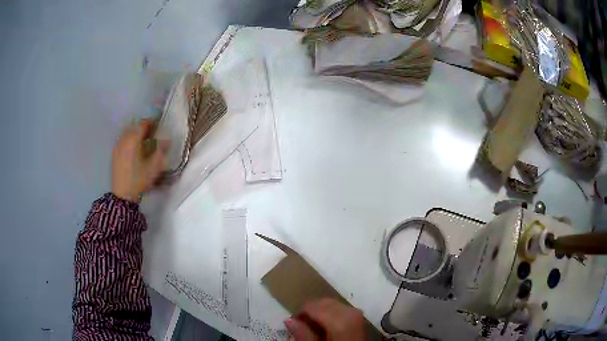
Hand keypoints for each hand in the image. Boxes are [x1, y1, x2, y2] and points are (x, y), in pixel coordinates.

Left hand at [112, 119, 168, 202]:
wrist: (122, 195)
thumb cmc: (139, 179)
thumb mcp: (154, 167)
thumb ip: (161, 150)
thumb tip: (167, 139)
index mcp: (134, 139)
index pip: (144, 123)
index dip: (152, 122)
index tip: (159, 127)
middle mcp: (125, 139)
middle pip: (134, 126)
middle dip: (143, 127)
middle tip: (151, 134)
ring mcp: (118, 146)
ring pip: (127, 132)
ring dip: (135, 133)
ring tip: (142, 142)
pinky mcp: (114, 153)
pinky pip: (122, 140)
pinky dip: (129, 140)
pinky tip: (133, 150)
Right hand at [284, 298, 365, 340]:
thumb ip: (304, 335)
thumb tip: (289, 320)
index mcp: (340, 320)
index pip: (312, 306)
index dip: (299, 314)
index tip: (293, 325)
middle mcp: (351, 311)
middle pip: (323, 302)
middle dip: (310, 312)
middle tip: (301, 327)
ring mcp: (358, 314)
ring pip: (332, 304)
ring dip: (320, 312)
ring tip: (313, 328)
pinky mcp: (360, 318)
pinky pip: (341, 309)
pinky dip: (331, 315)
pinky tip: (326, 327)